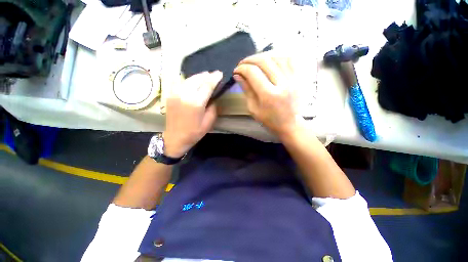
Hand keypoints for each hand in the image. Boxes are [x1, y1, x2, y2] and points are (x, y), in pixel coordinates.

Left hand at [163, 71, 221, 157]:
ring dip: (198, 76)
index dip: (214, 79)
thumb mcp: (208, 122)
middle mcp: (185, 95)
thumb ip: (213, 108)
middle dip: (207, 75)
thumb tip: (213, 98)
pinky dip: (186, 78)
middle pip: (197, 79)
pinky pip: (178, 82)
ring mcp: (175, 94)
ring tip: (205, 74)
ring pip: (188, 79)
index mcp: (196, 103)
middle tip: (214, 74)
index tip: (220, 74)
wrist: (175, 138)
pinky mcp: (170, 95)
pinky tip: (190, 78)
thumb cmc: (194, 132)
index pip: (207, 86)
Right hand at [233, 52, 304, 137]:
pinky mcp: (299, 78)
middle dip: (250, 59)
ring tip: (255, 61)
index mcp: (269, 96)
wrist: (289, 124)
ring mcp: (293, 79)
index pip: (253, 73)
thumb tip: (237, 75)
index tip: (236, 70)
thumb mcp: (253, 108)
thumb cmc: (269, 119)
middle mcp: (283, 84)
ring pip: (277, 56)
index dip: (242, 68)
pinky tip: (270, 59)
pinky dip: (278, 55)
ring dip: (263, 56)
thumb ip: (246, 90)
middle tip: (243, 63)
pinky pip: (289, 59)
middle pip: (265, 61)